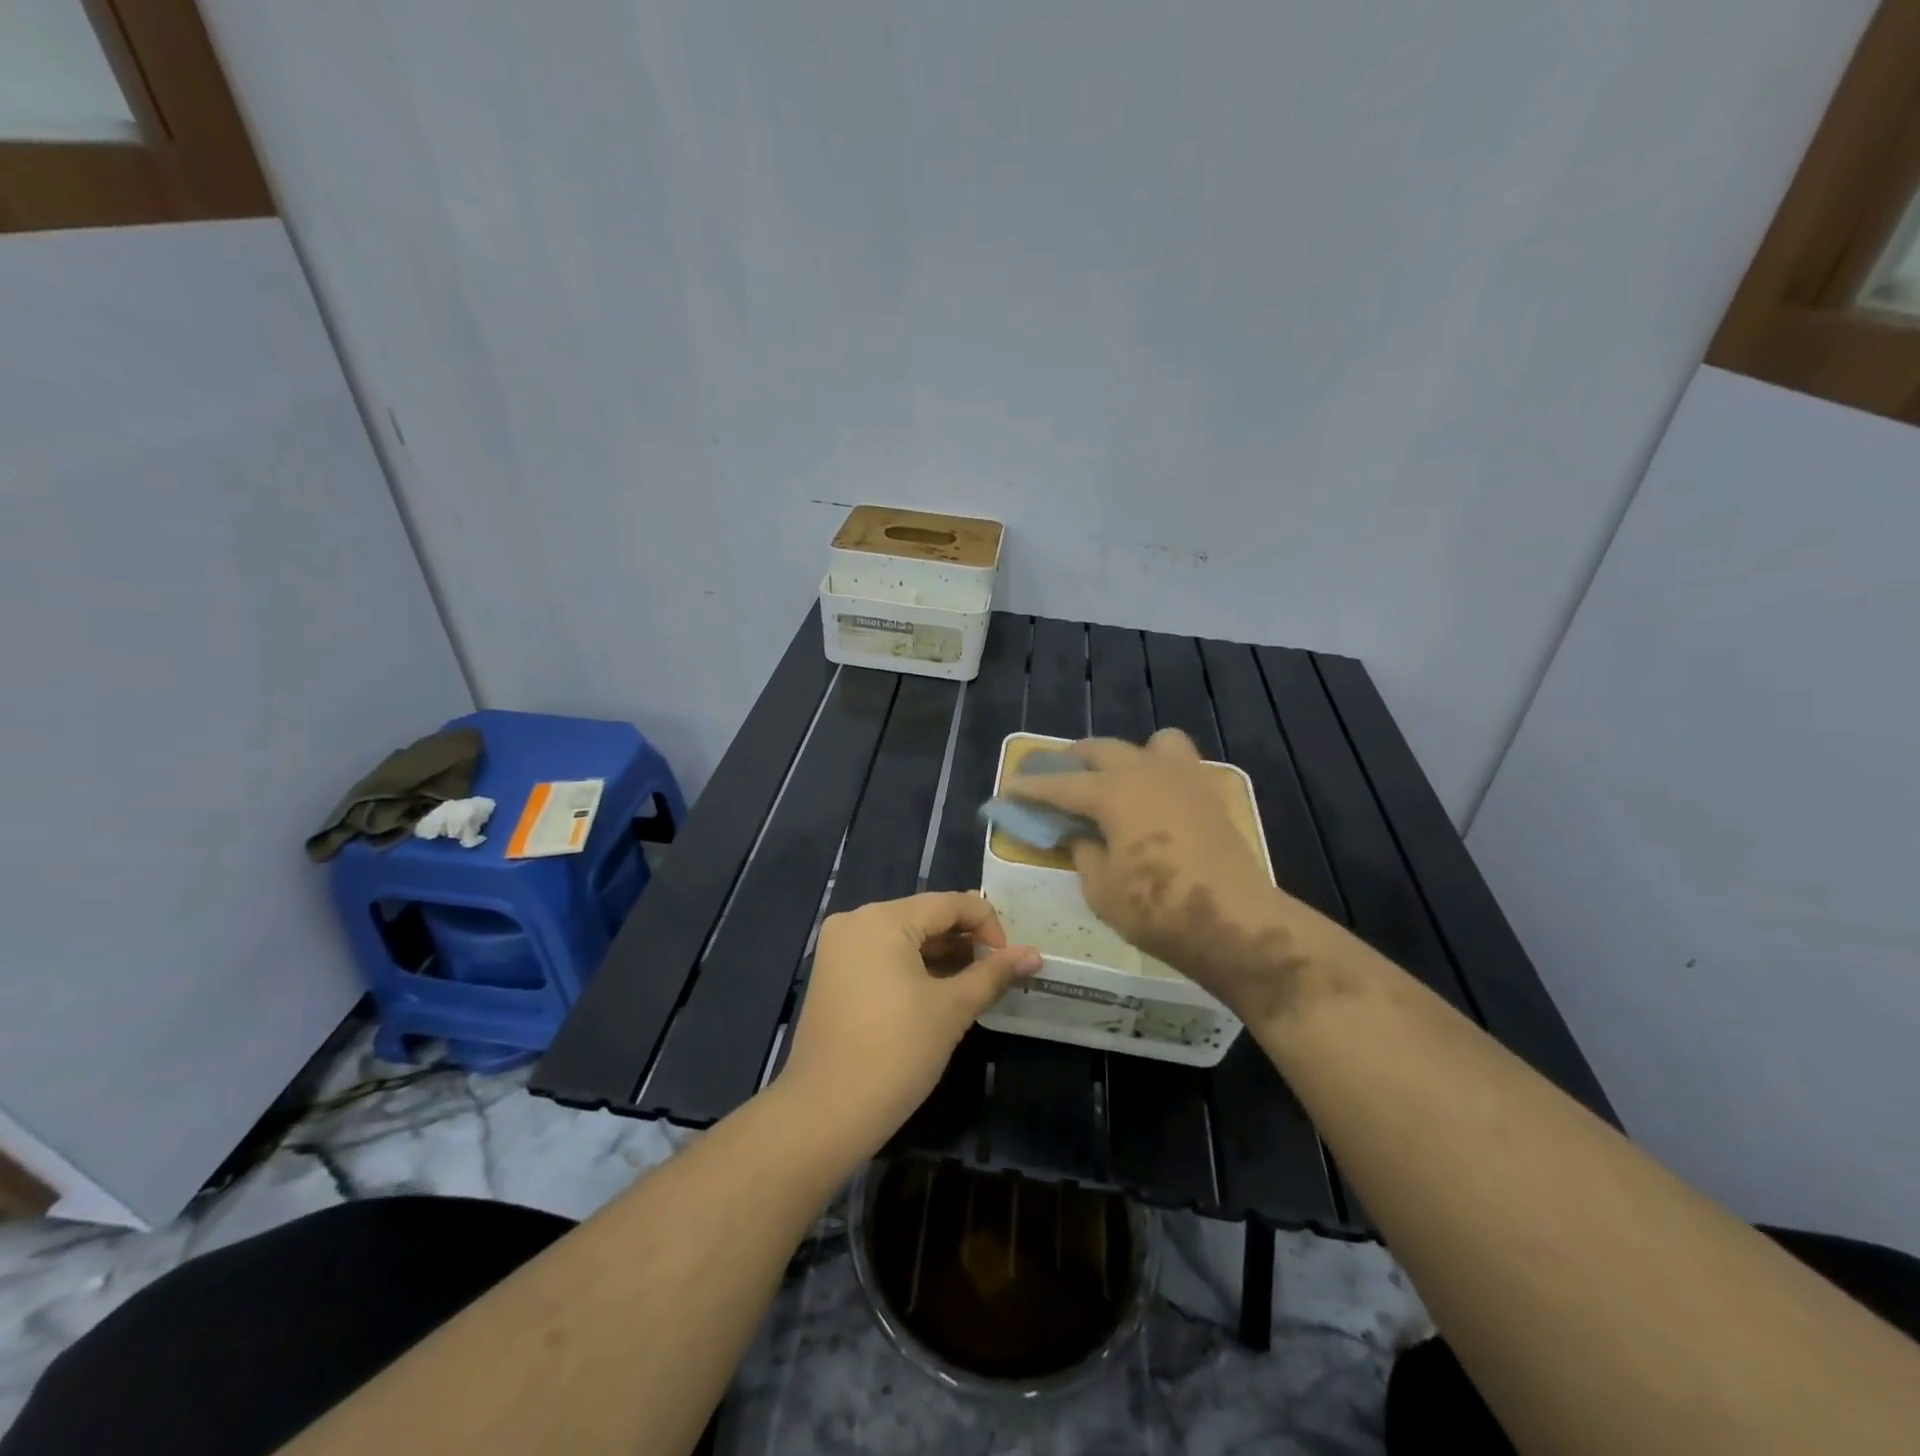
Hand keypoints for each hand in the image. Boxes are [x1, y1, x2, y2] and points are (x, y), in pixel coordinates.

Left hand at [777, 892, 1039, 1159]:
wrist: (825, 1113)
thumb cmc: (896, 1052)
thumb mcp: (952, 1009)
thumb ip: (993, 974)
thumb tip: (1034, 954)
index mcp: (882, 919)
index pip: (948, 904)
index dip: (987, 924)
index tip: (1009, 959)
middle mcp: (856, 921)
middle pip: (924, 917)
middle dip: (964, 940)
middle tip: (996, 971)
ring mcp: (839, 949)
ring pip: (903, 938)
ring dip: (941, 955)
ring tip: (974, 982)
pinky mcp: (832, 976)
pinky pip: (882, 957)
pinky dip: (913, 968)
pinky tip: (939, 992)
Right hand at [1006, 730, 1326, 1025]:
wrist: (1235, 922)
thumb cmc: (1157, 909)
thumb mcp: (1101, 888)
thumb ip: (1083, 851)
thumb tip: (1079, 833)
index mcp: (1113, 792)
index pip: (1060, 785)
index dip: (1031, 788)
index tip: (1009, 787)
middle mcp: (1146, 772)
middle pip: (1101, 750)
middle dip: (1072, 760)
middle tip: (1054, 777)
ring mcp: (1183, 778)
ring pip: (1149, 743)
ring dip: (1124, 755)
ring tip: (1114, 780)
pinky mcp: (1209, 794)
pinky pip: (1179, 763)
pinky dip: (1158, 770)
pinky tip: (1152, 799)